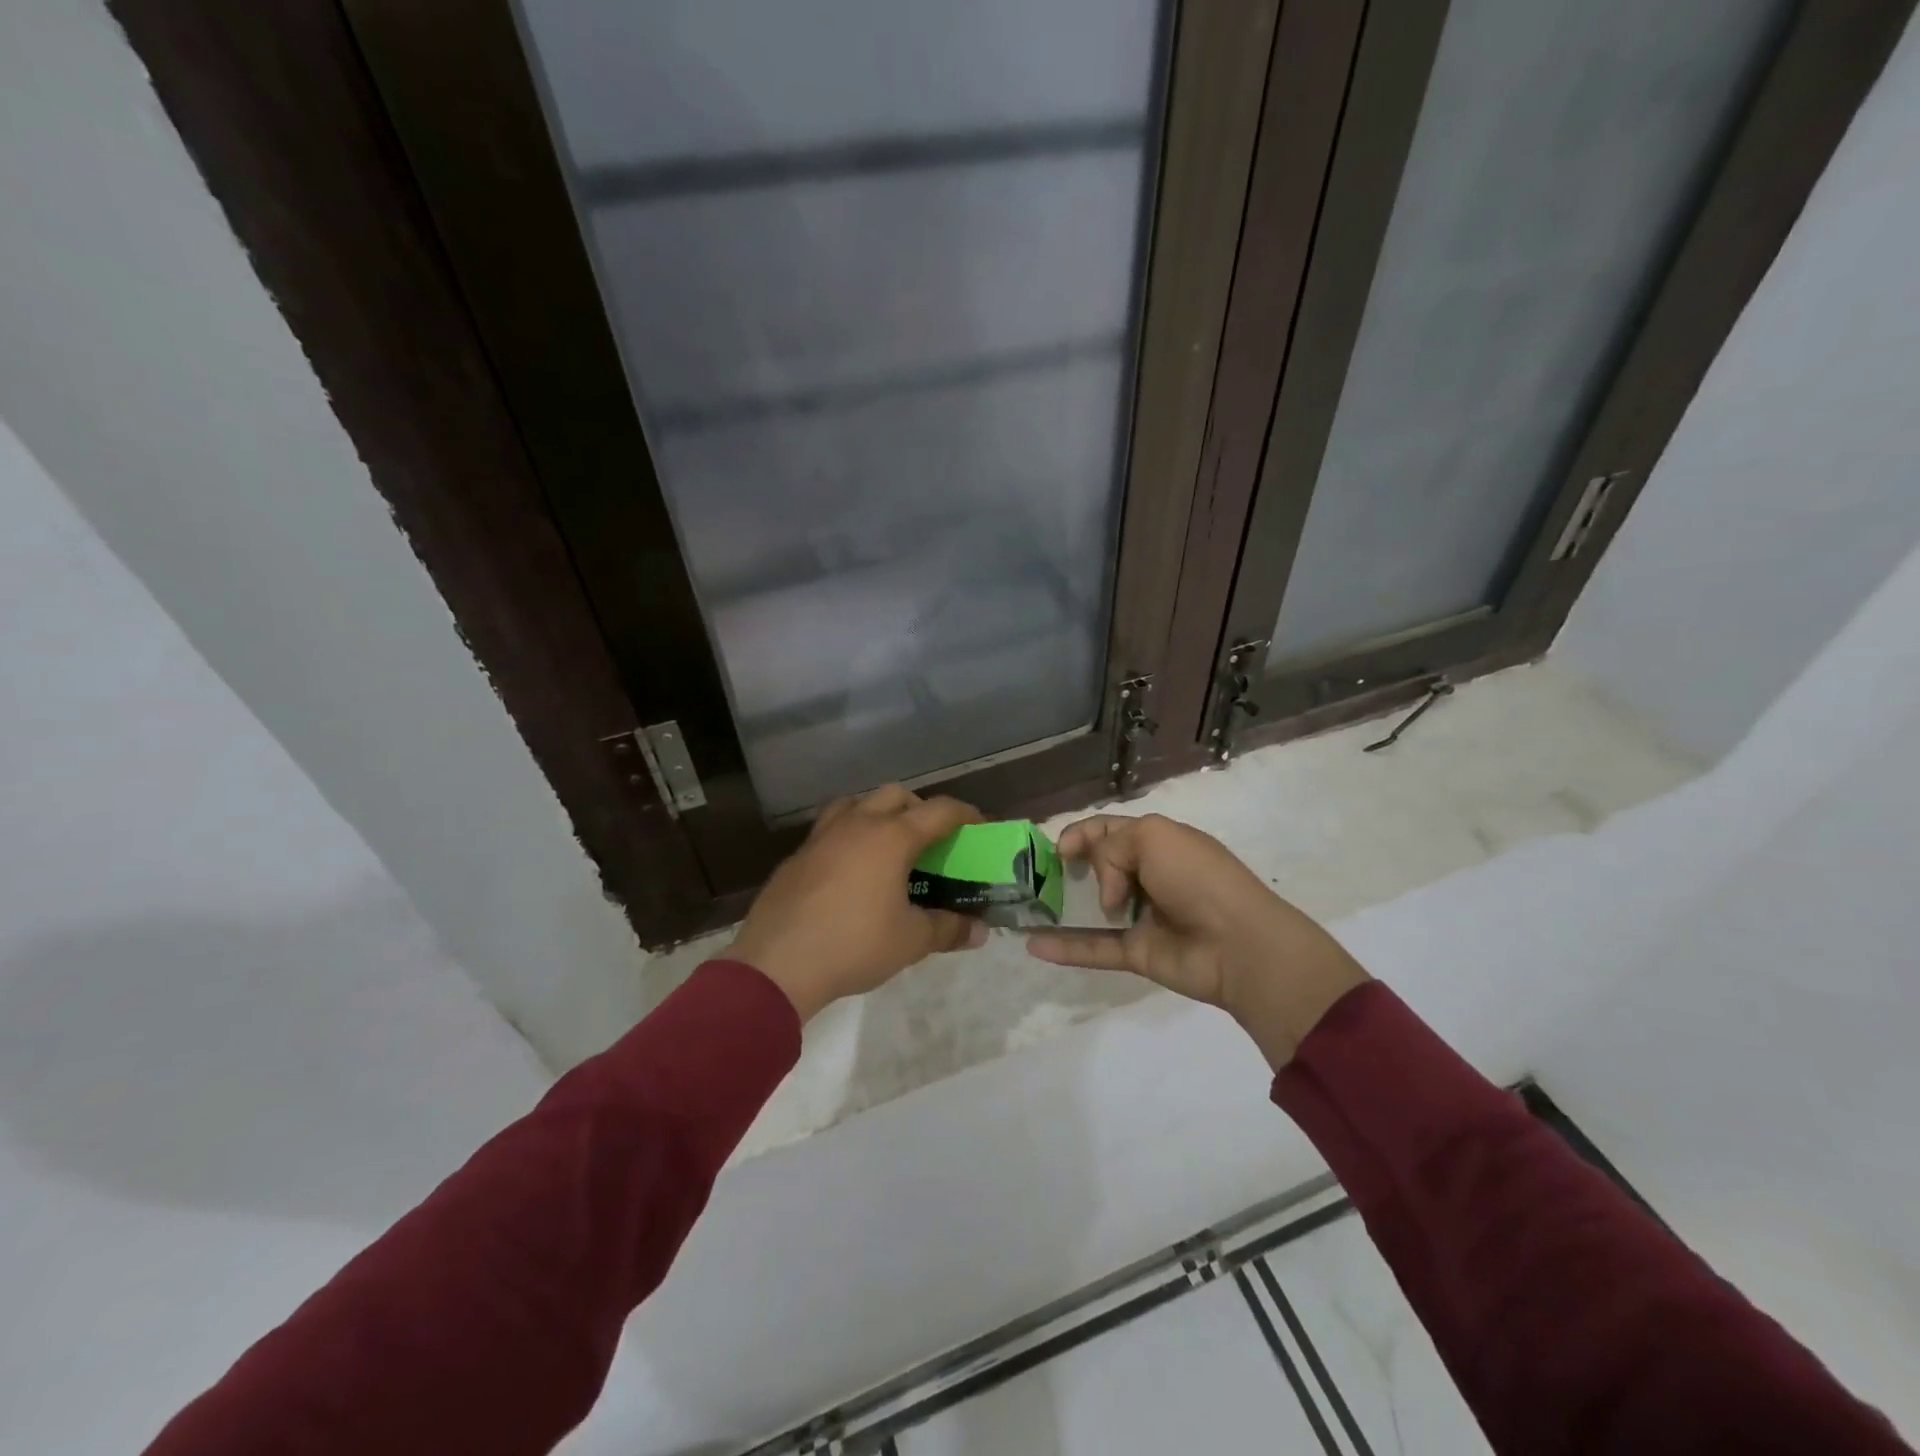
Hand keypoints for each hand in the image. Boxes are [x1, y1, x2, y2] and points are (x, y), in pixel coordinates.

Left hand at [728, 785, 987, 1022]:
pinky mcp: (798, 854)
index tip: (980, 827)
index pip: (939, 810)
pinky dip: (850, 834)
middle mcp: (858, 824)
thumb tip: (978, 930)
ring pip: (857, 803)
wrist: (777, 964)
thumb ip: (948, 928)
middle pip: (896, 795)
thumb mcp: (911, 941)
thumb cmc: (854, 946)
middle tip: (931, 839)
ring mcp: (822, 836)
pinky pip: (831, 828)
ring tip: (888, 844)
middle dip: (920, 808)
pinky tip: (850, 869)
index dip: (966, 814)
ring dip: (879, 812)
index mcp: (891, 837)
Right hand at [1025, 814, 1368, 1067]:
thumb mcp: (1153, 837)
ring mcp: (1141, 916)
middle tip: (1041, 877)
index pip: (1109, 830)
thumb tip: (1105, 890)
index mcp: (1158, 842)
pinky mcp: (1137, 953)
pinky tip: (1031, 945)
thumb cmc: (1197, 878)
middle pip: (1097, 867)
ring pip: (1090, 909)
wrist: (1239, 943)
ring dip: (1058, 908)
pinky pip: (1094, 947)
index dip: (1080, 835)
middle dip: (1067, 868)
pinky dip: (1064, 947)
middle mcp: (1148, 876)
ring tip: (1025, 908)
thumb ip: (1110, 847)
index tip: (1058, 851)